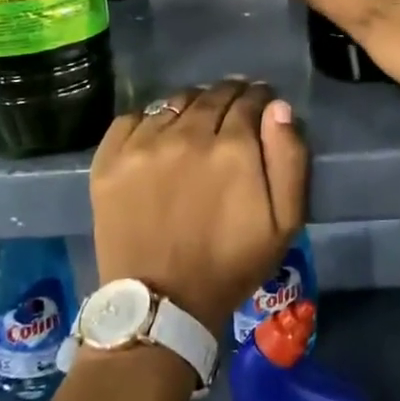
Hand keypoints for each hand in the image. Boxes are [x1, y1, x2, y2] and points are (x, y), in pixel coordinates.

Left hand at [89, 79, 308, 332]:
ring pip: (175, 102)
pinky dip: (151, 119)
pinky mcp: (110, 159)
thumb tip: (278, 109)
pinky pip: (133, 117)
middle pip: (213, 95)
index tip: (262, 104)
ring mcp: (144, 145)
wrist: (162, 305)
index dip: (260, 98)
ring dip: (193, 104)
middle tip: (234, 107)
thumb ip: (289, 159)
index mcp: (233, 148)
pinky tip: (159, 134)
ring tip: (198, 118)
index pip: (250, 100)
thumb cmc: (231, 265)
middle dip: (229, 95)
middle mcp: (187, 134)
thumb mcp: (284, 223)